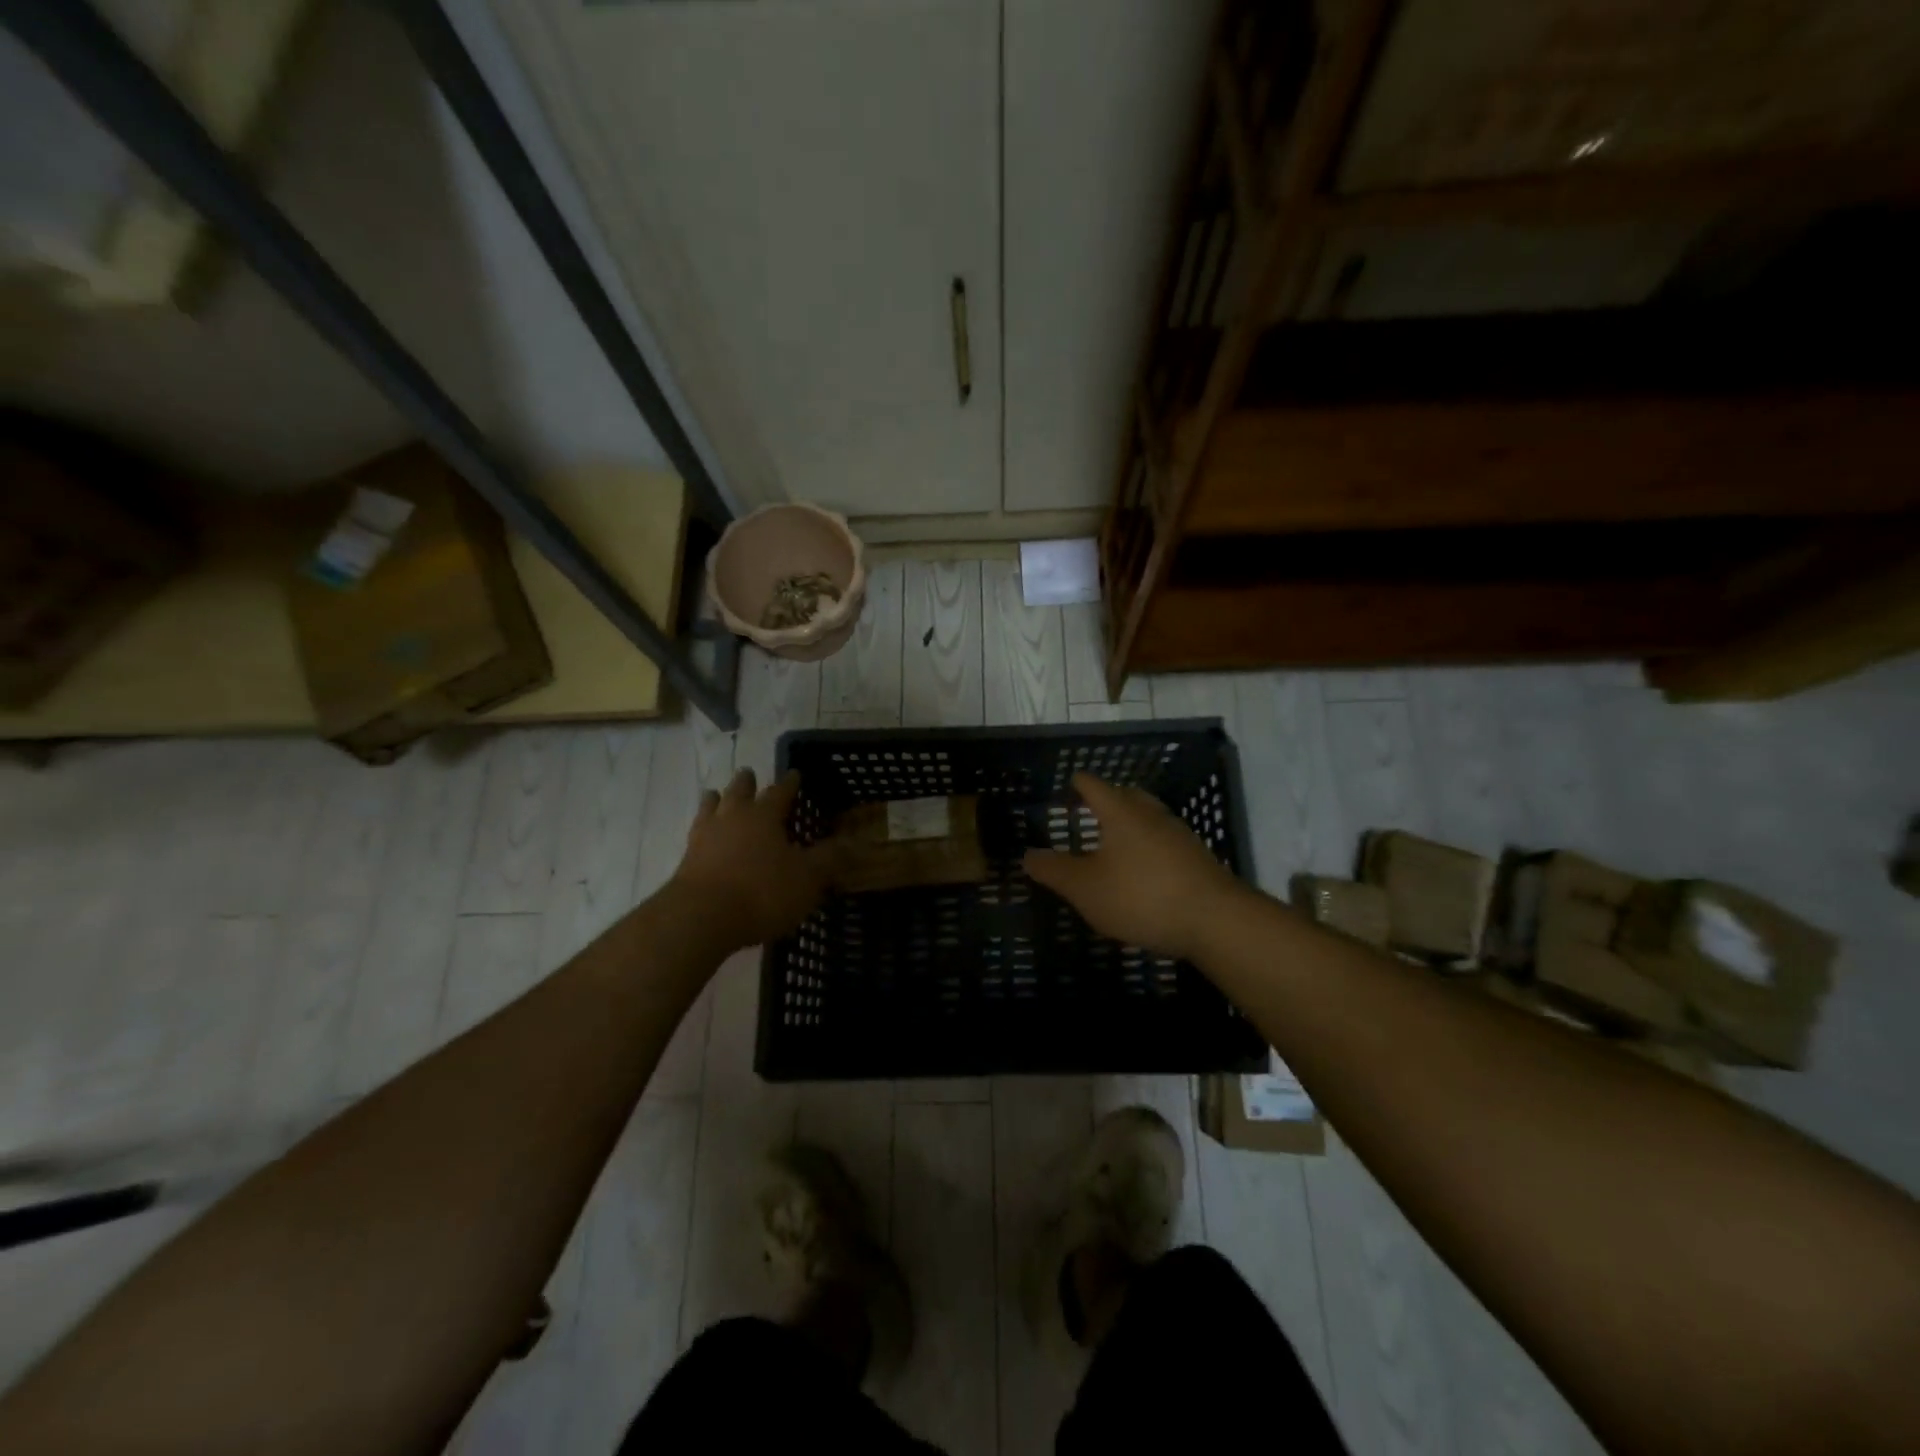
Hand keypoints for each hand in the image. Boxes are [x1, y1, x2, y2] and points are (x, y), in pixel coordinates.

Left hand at [668, 769, 833, 952]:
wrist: (700, 918)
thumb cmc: (761, 892)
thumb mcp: (806, 878)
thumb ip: (829, 859)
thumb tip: (854, 842)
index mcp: (764, 816)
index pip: (780, 791)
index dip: (790, 783)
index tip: (795, 774)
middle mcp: (732, 818)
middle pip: (739, 792)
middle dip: (747, 783)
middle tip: (749, 774)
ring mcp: (704, 838)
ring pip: (710, 808)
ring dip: (716, 800)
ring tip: (716, 795)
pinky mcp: (686, 862)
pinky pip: (696, 835)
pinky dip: (702, 829)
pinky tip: (702, 835)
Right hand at [1023, 773, 1245, 960]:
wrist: (1215, 920)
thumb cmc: (1141, 896)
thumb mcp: (1086, 889)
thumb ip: (1054, 871)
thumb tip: (1028, 855)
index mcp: (1121, 812)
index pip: (1094, 785)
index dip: (1078, 783)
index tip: (1068, 783)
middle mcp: (1151, 814)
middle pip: (1126, 795)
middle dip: (1107, 798)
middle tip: (1088, 809)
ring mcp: (1178, 835)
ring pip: (1148, 817)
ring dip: (1130, 822)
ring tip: (1113, 839)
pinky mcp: (1197, 858)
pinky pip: (1164, 840)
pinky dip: (1148, 845)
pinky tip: (1143, 868)